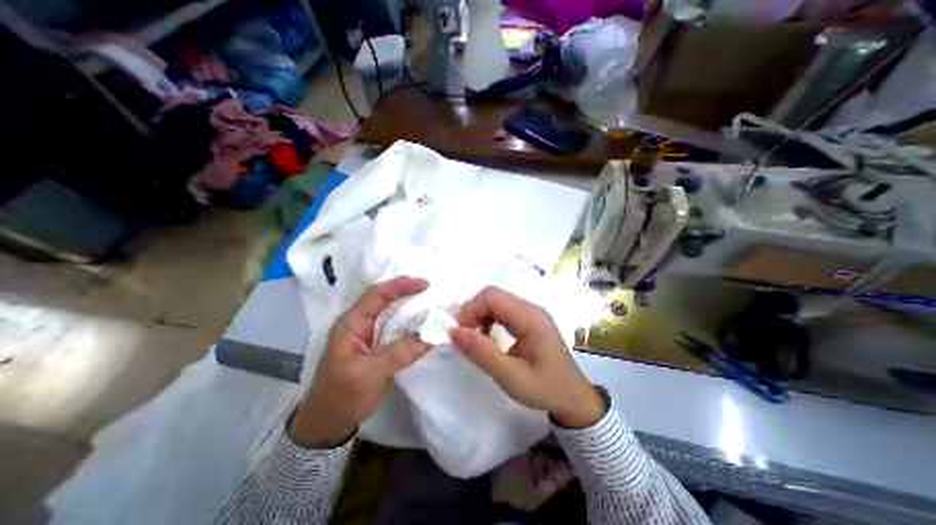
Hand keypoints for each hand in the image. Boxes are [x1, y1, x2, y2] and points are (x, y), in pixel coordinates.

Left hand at [292, 276, 431, 449]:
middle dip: (411, 294)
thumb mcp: (368, 374)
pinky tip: (427, 328)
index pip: (378, 294)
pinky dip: (414, 327)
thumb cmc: (340, 396)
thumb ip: (399, 353)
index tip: (426, 284)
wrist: (329, 425)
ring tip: (435, 307)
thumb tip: (430, 337)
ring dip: (414, 311)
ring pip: (395, 315)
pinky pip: (400, 331)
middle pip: (388, 301)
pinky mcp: (381, 348)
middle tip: (435, 293)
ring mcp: (372, 335)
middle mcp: (362, 324)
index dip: (401, 286)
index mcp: (352, 323)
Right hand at [451, 287, 607, 430]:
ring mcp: (531, 313)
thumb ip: (483, 353)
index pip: (492, 296)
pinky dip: (489, 320)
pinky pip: (503, 311)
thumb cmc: (546, 389)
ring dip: (480, 316)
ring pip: (496, 302)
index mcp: (530, 318)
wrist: (574, 399)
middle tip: (464, 337)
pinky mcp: (529, 320)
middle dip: (473, 312)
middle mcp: (531, 309)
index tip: (459, 333)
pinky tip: (488, 338)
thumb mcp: (512, 378)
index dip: (470, 309)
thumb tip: (454, 331)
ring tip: (474, 339)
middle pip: (493, 296)